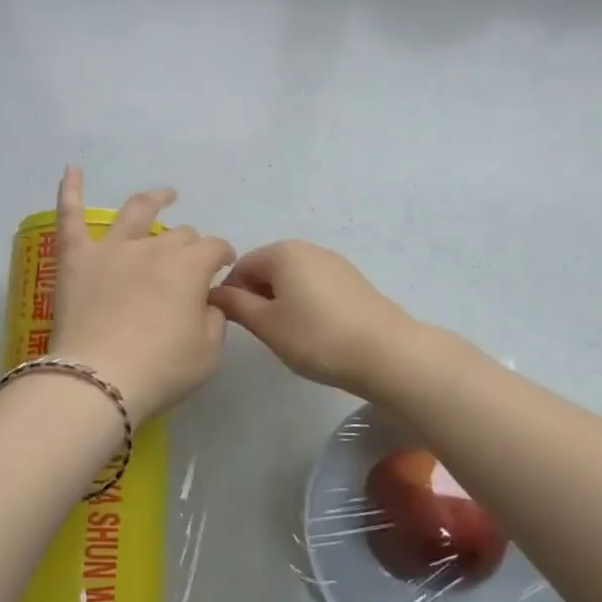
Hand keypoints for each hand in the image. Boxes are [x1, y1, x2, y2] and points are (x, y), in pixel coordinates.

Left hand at [49, 169, 235, 423]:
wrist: (99, 381)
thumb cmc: (161, 370)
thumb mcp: (208, 352)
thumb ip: (215, 318)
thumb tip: (207, 299)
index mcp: (189, 267)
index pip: (215, 248)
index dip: (224, 255)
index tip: (225, 268)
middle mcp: (153, 248)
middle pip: (179, 235)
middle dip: (191, 245)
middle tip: (191, 263)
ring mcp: (112, 249)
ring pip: (136, 211)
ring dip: (154, 199)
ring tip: (164, 194)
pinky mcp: (76, 258)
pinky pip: (70, 217)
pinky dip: (70, 190)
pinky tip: (71, 169)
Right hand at [208, 241, 418, 396]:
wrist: (385, 352)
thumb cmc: (316, 337)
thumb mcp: (266, 324)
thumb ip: (236, 305)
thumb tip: (216, 293)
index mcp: (282, 253)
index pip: (241, 266)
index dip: (230, 294)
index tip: (233, 324)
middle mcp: (308, 249)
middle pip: (268, 269)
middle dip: (257, 296)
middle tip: (260, 332)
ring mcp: (334, 263)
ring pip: (293, 279)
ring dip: (281, 302)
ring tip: (288, 335)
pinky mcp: (353, 281)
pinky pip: (315, 286)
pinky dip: (305, 304)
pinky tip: (313, 332)